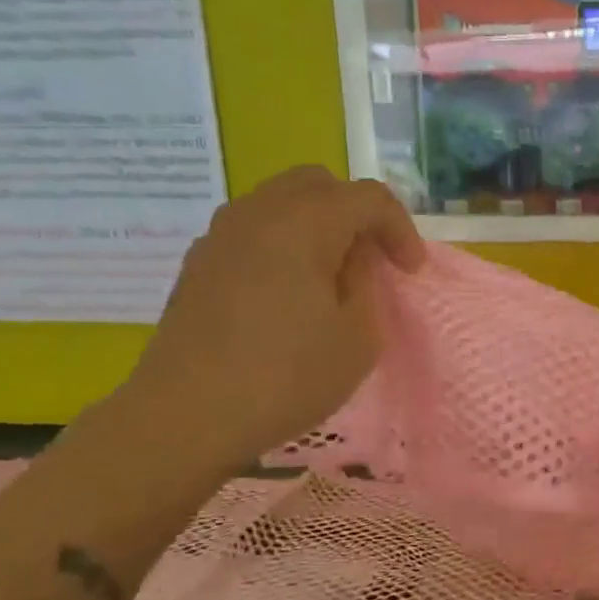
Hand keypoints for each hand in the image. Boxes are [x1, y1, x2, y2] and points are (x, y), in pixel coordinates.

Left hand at [112, 167, 424, 475]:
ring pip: (281, 202)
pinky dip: (283, 243)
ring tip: (331, 273)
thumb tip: (353, 258)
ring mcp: (222, 234)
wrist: (187, 414)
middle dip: (356, 213)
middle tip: (373, 259)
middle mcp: (259, 213)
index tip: (410, 271)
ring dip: (317, 225)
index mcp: (304, 223)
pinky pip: (253, 230)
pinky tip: (288, 290)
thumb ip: (366, 283)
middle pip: (319, 184)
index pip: (368, 197)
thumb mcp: (358, 337)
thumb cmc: (286, 377)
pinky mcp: (200, 262)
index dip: (401, 228)